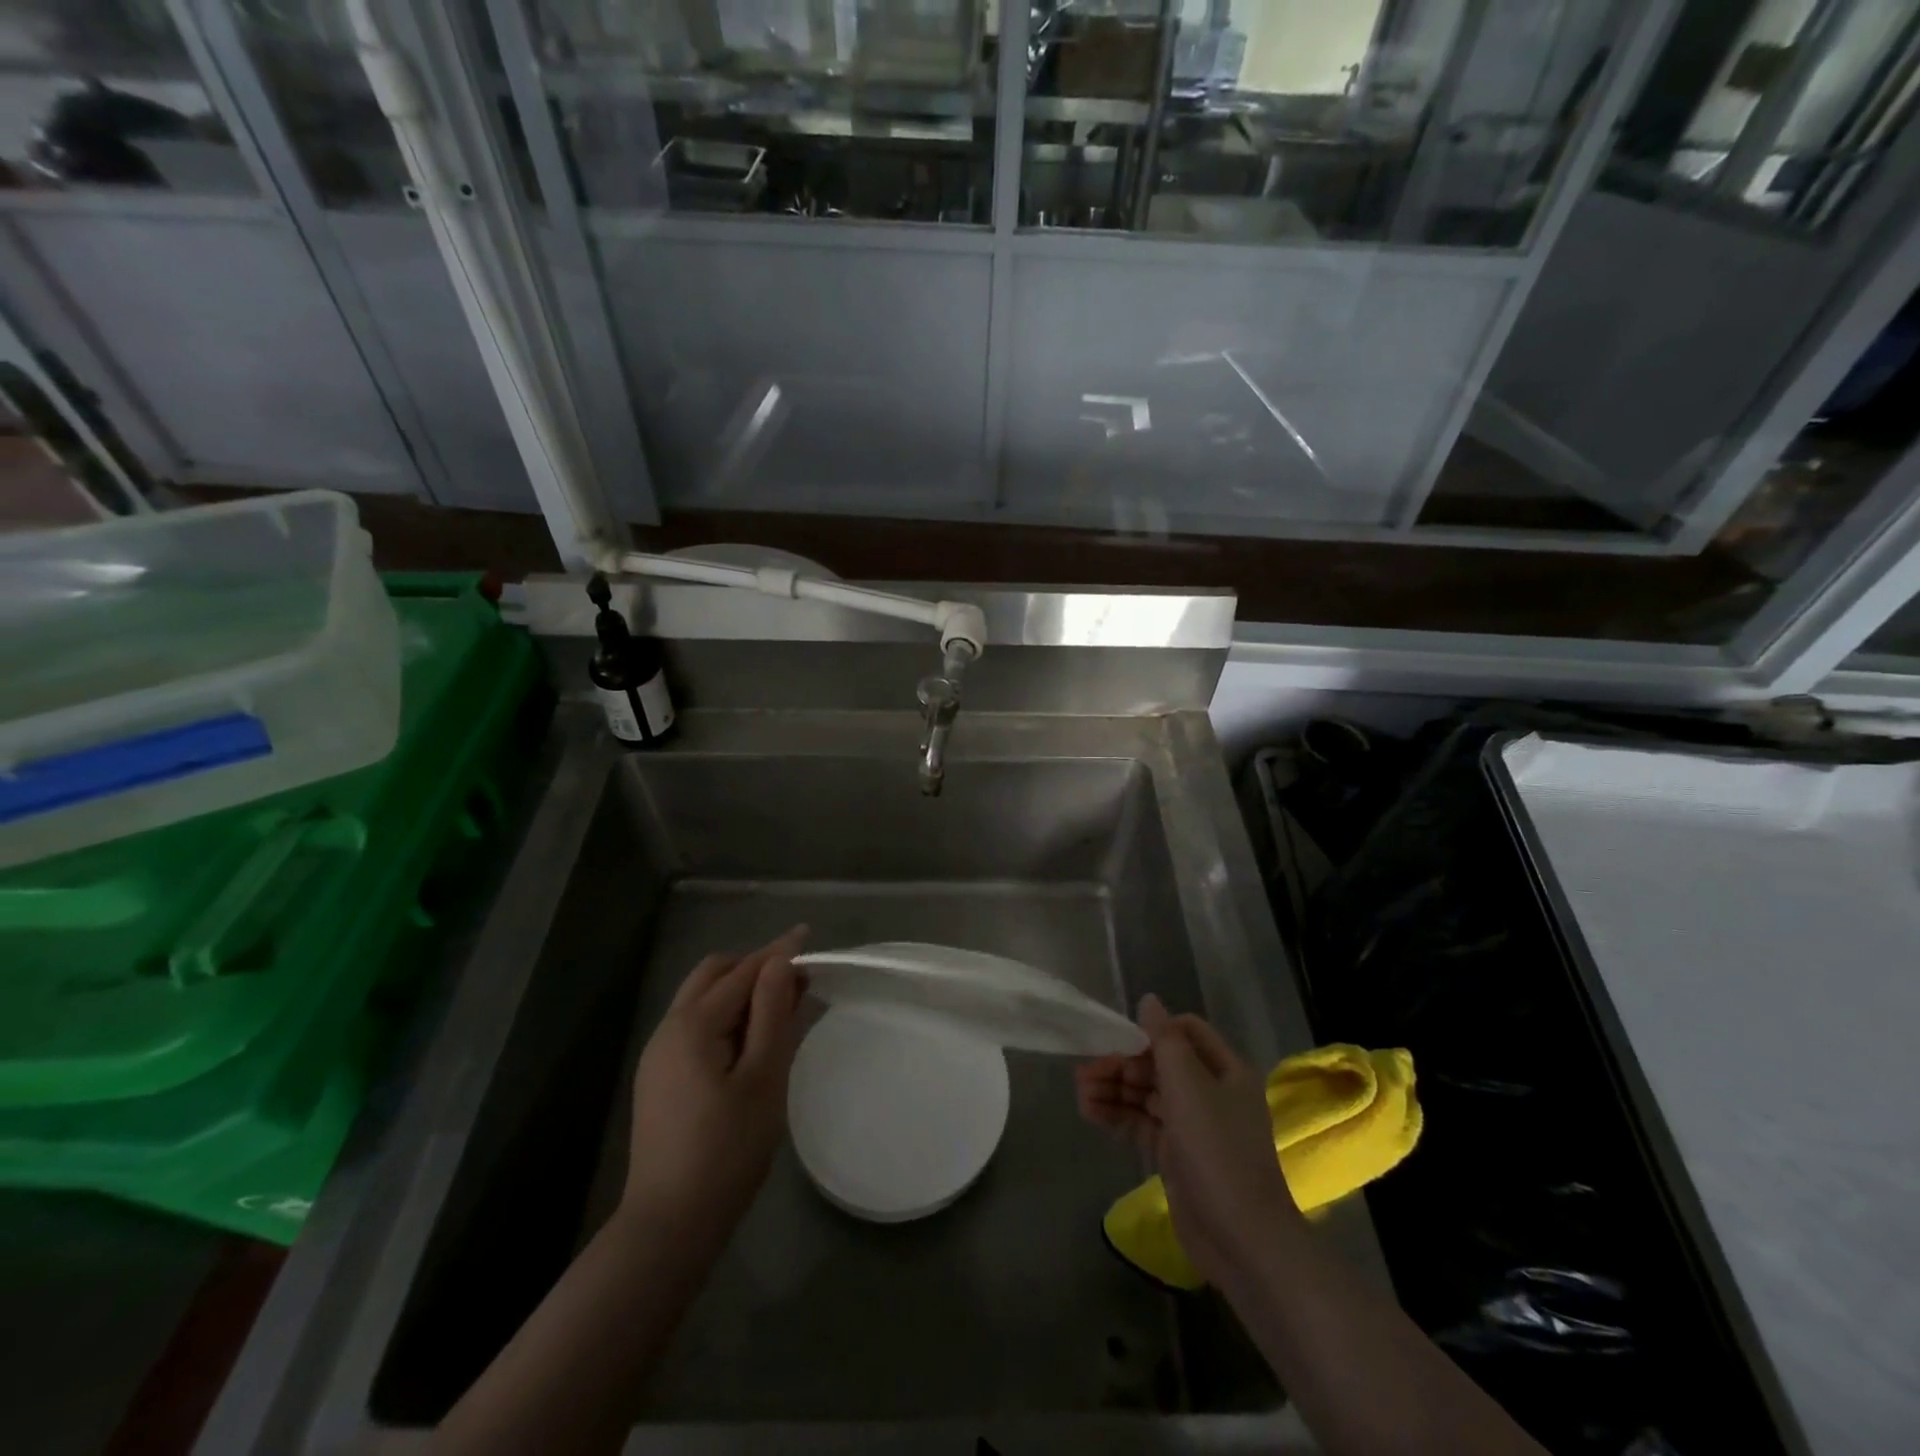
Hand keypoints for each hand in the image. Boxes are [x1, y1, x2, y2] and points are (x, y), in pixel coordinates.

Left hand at [619, 926, 808, 1251]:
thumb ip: (773, 1013)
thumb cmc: (727, 1150)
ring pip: (701, 998)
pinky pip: (694, 1025)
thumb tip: (781, 962)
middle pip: (713, 974)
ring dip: (739, 989)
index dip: (778, 952)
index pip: (743, 971)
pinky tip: (750, 1039)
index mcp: (693, 1025)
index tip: (808, 937)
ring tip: (780, 1007)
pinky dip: (725, 1015)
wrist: (669, 1225)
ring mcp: (658, 1054)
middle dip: (754, 966)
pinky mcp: (659, 1078)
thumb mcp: (763, 1077)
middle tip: (796, 980)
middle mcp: (668, 1028)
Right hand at [1076, 994, 1299, 1285]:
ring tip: (1080, 1093)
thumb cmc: (1217, 1151)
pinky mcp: (1176, 1154)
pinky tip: (1090, 1113)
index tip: (1119, 1040)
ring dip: (1115, 1089)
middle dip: (1122, 1064)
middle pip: (1160, 1063)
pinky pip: (1142, 1123)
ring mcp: (1193, 1125)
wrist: (1242, 1240)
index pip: (1185, 1032)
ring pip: (1147, 1094)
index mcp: (1225, 1070)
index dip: (1151, 1031)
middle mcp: (1211, 1092)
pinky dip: (1118, 1116)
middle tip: (1084, 1072)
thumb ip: (1164, 1040)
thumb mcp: (1188, 1086)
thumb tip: (1149, 1000)